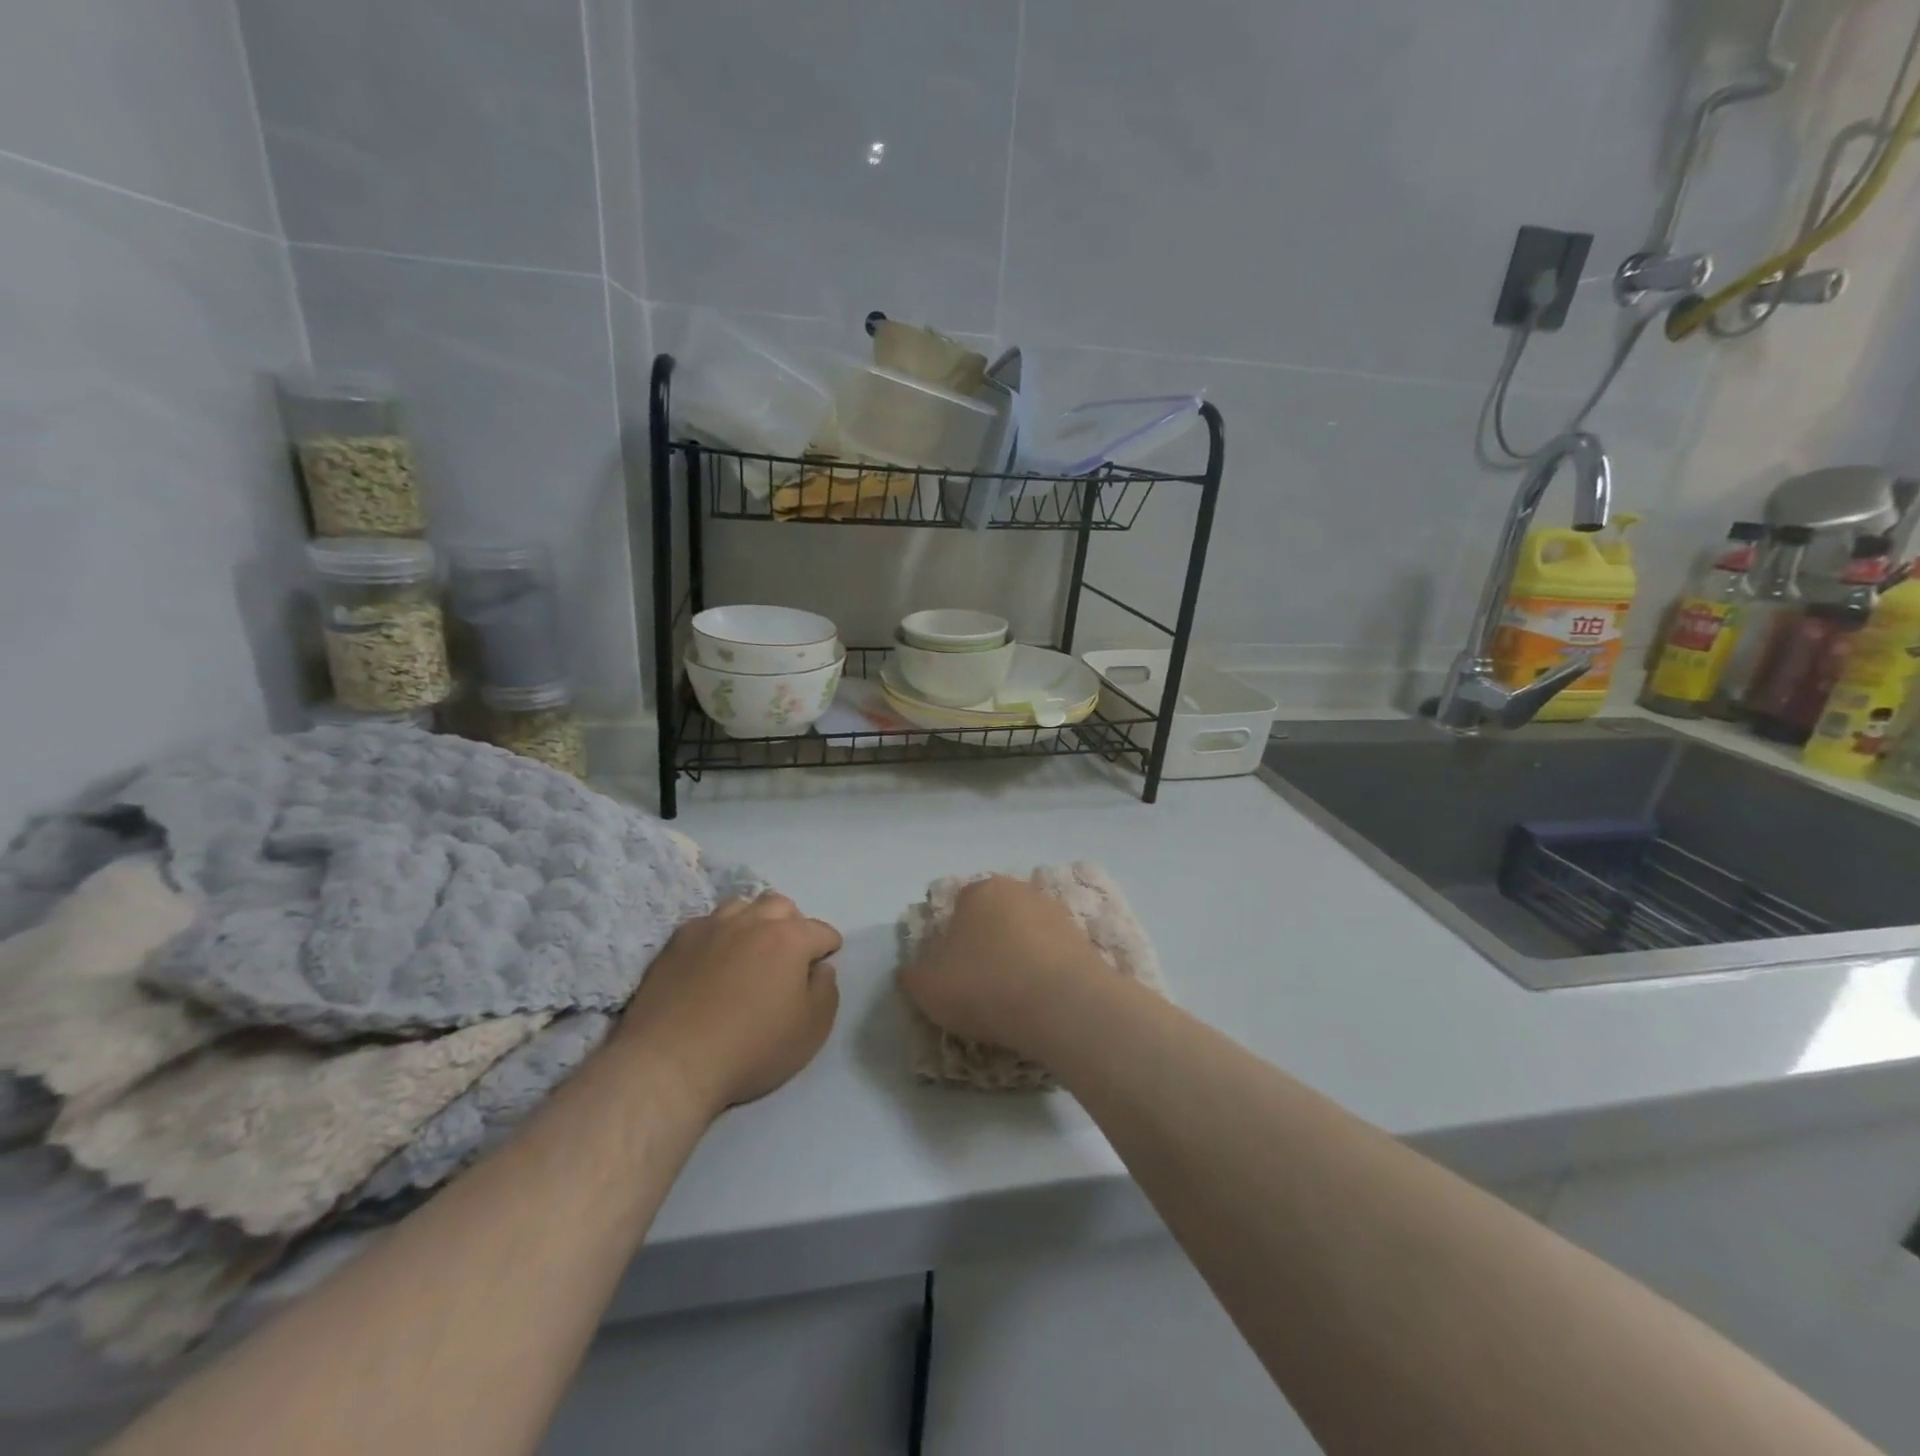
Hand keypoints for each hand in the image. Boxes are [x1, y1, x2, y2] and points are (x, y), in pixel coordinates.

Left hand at [615, 893, 840, 1118]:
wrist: (670, 1063)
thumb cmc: (751, 1049)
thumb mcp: (811, 1031)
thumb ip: (826, 991)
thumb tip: (820, 969)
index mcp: (790, 938)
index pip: (821, 931)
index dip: (828, 947)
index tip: (823, 964)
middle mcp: (753, 921)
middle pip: (782, 906)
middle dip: (793, 924)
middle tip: (788, 955)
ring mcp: (711, 927)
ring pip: (743, 906)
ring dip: (755, 921)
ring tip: (750, 949)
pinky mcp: (677, 941)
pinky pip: (708, 923)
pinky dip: (719, 933)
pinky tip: (714, 958)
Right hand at [898, 875, 1108, 1059]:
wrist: (1062, 1006)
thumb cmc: (985, 987)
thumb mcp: (927, 988)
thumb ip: (912, 974)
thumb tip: (911, 970)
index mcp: (978, 891)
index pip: (958, 908)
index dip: (952, 941)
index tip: (953, 974)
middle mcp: (1018, 890)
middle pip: (995, 917)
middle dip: (987, 945)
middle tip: (981, 986)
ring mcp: (1055, 912)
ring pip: (1026, 934)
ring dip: (1019, 958)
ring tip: (1014, 999)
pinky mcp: (1083, 938)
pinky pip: (1053, 954)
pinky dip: (1045, 972)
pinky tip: (1041, 1000)